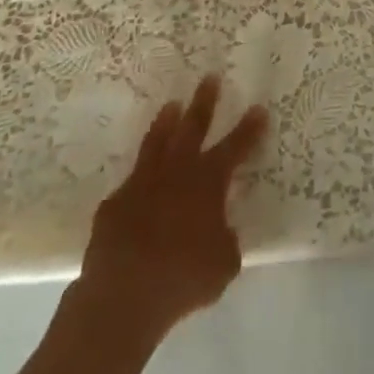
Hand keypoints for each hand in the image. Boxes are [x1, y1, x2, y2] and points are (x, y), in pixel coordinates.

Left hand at [73, 77, 267, 345]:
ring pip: (157, 142)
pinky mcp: (114, 204)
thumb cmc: (183, 278)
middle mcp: (177, 172)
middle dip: (204, 102)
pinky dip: (139, 179)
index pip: (236, 147)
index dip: (249, 128)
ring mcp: (142, 184)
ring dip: (167, 122)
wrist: (123, 296)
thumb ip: (226, 240)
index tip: (259, 108)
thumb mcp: (223, 265)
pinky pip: (130, 183)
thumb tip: (221, 232)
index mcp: (208, 182)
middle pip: (193, 127)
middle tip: (210, 78)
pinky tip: (139, 182)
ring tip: (172, 105)